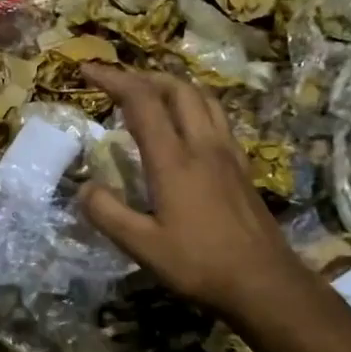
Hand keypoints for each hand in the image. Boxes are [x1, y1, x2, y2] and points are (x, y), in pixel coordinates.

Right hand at [79, 62, 300, 318]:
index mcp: (174, 160)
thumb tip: (85, 188)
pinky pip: (217, 118)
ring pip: (203, 98)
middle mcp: (203, 145)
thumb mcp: (142, 247)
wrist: (264, 282)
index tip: (88, 69)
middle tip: (117, 83)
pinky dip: (194, 106)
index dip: (113, 79)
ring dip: (173, 86)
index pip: (142, 102)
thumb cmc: (200, 264)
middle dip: (143, 76)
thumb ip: (108, 214)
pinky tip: (186, 127)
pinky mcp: (241, 166)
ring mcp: (227, 153)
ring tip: (151, 94)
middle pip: (177, 89)